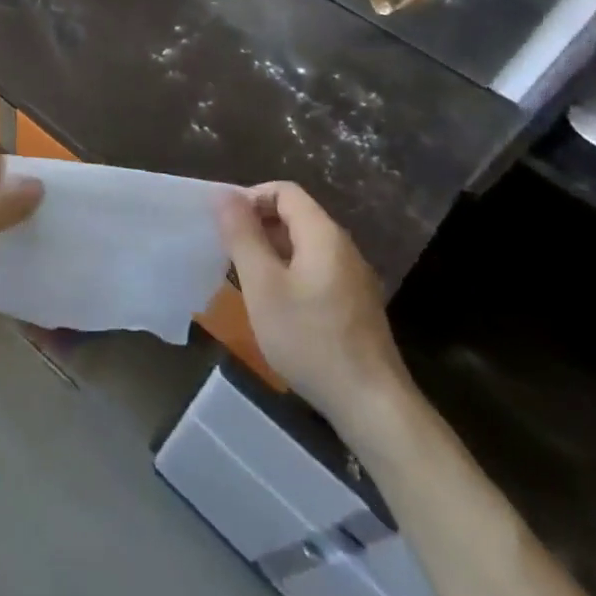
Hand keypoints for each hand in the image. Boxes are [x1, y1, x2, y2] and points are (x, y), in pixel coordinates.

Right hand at [218, 182, 414, 444]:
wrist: (372, 404)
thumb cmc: (310, 339)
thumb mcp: (263, 285)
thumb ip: (242, 236)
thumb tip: (223, 193)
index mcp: (323, 234)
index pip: (284, 191)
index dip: (250, 198)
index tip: (223, 226)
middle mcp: (342, 247)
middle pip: (295, 215)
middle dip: (257, 225)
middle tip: (226, 252)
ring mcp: (352, 277)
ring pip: (303, 245)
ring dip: (269, 251)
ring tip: (243, 278)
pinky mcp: (353, 304)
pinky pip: (314, 269)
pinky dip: (287, 272)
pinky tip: (273, 305)